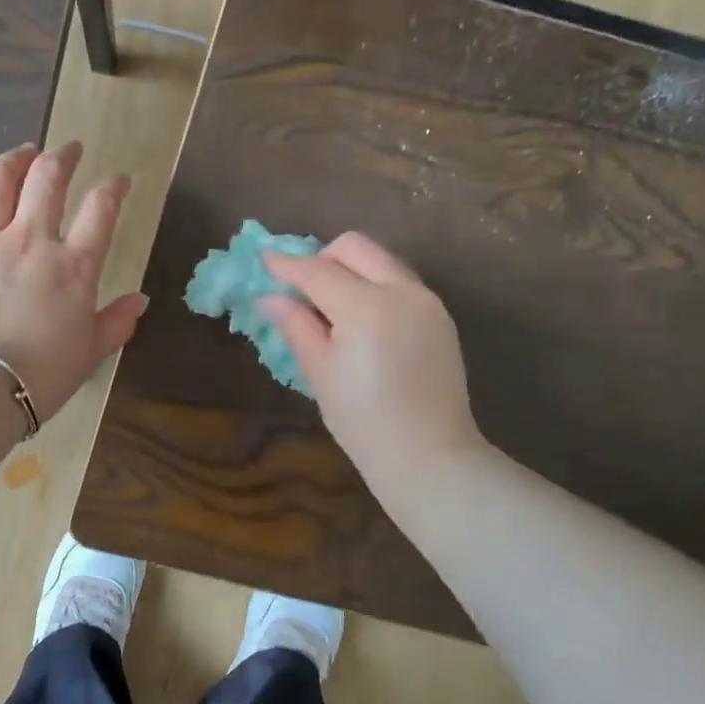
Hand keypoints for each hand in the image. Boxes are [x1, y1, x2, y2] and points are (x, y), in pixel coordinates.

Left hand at [0, 141, 147, 427]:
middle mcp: (30, 240)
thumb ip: (116, 322)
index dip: (113, 188)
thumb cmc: (40, 376)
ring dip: (13, 159)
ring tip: (22, 152)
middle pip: (47, 179)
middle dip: (63, 156)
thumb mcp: (90, 353)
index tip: (119, 180)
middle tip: (69, 149)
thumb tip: (139, 299)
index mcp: (73, 266)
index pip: (101, 209)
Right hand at [261, 233, 483, 489]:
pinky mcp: (441, 316)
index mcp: (366, 306)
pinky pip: (401, 282)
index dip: (285, 264)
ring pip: (382, 260)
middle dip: (323, 257)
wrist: (429, 456)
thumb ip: (296, 325)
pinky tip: (364, 323)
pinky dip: (376, 287)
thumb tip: (269, 297)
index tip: (263, 258)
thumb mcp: (320, 372)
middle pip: (355, 247)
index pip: (316, 271)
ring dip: (352, 270)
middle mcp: (401, 291)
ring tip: (333, 308)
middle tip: (304, 289)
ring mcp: (427, 301)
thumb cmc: (363, 421)